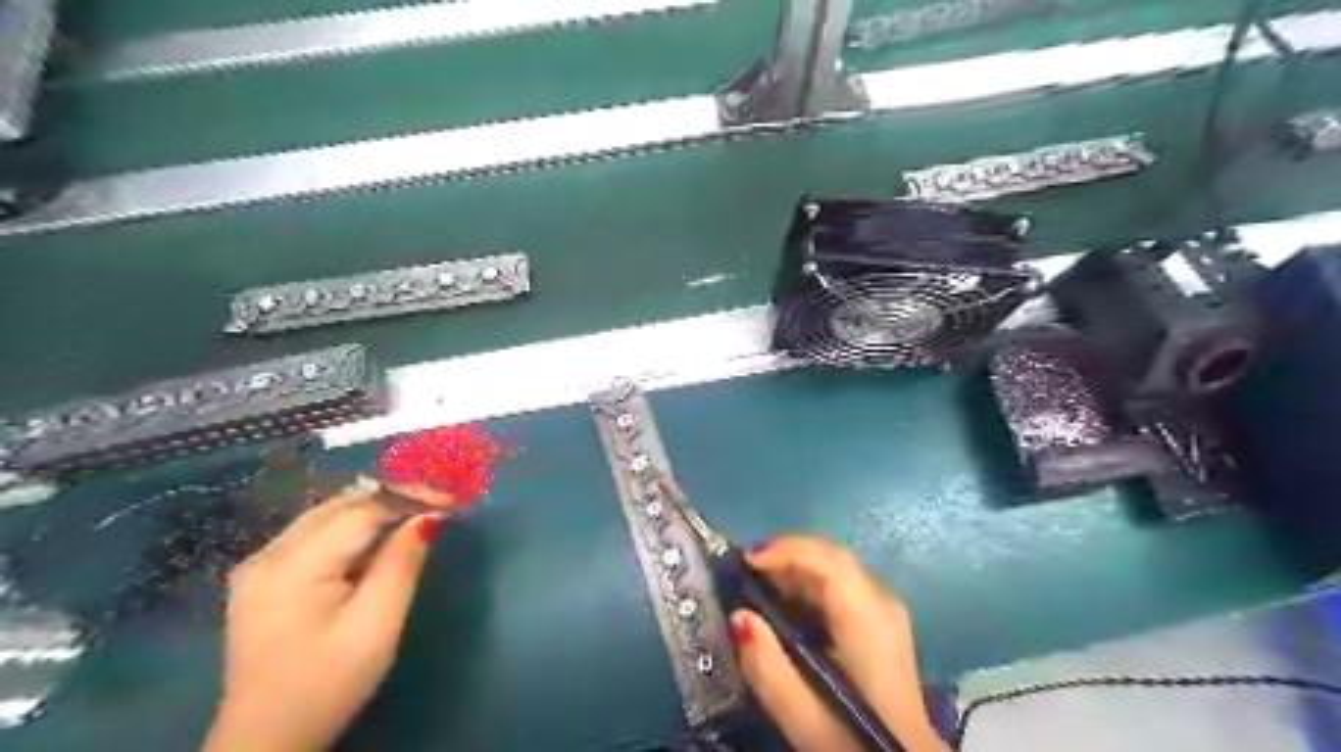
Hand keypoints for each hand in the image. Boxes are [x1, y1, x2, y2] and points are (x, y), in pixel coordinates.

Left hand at [199, 481, 444, 750]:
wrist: (266, 739)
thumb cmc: (328, 684)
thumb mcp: (376, 626)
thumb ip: (401, 564)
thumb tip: (428, 516)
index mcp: (293, 566)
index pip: (361, 511)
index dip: (408, 497)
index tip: (450, 496)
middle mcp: (268, 554)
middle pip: (340, 505)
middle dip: (393, 498)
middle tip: (438, 501)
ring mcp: (259, 565)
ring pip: (327, 515)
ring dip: (373, 510)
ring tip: (416, 515)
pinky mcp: (262, 577)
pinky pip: (314, 533)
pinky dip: (352, 527)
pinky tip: (377, 539)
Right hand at [730, 533, 947, 751]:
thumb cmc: (855, 742)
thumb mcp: (805, 718)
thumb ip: (768, 667)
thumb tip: (739, 616)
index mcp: (867, 618)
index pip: (827, 559)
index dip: (784, 550)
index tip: (743, 561)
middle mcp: (881, 602)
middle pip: (830, 557)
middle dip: (784, 556)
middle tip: (741, 572)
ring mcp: (885, 611)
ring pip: (835, 568)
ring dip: (794, 569)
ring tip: (755, 587)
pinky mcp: (881, 623)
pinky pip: (840, 585)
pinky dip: (808, 586)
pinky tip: (785, 607)